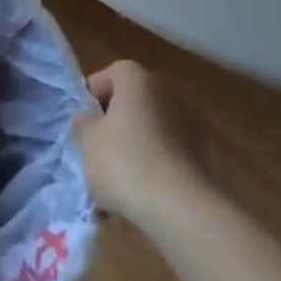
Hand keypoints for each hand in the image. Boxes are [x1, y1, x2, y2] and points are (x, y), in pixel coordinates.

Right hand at [73, 61, 207, 228]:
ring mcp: (186, 122)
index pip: (109, 74)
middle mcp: (165, 91)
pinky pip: (164, 151)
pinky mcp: (199, 153)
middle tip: (94, 149)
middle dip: (112, 123)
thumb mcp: (87, 140)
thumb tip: (88, 118)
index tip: (81, 123)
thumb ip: (82, 122)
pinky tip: (137, 192)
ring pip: (147, 128)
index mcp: (137, 79)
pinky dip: (151, 164)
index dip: (91, 96)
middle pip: (130, 100)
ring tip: (114, 178)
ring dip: (131, 145)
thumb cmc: (124, 161)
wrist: (179, 206)